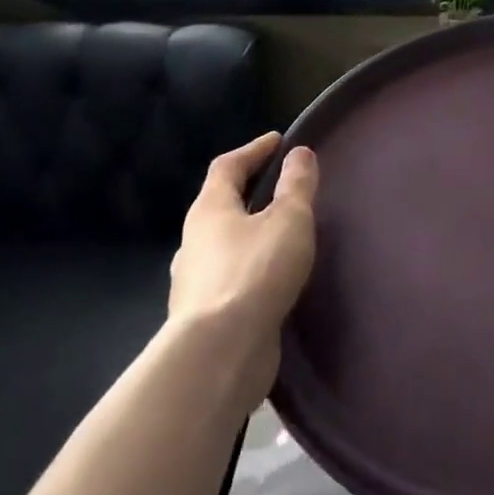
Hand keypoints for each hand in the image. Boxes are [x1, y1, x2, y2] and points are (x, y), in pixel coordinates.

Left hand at [170, 133, 318, 406]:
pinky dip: (251, 268)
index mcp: (209, 211)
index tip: (277, 141)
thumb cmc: (255, 272)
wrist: (219, 353)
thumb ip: (296, 186)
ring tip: (283, 235)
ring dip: (250, 234)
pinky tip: (273, 278)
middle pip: (220, 206)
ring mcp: (195, 282)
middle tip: (282, 188)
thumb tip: (299, 153)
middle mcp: (194, 242)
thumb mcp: (288, 220)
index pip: (227, 167)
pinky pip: (231, 278)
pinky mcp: (207, 316)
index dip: (253, 150)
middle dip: (249, 193)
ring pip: (224, 246)